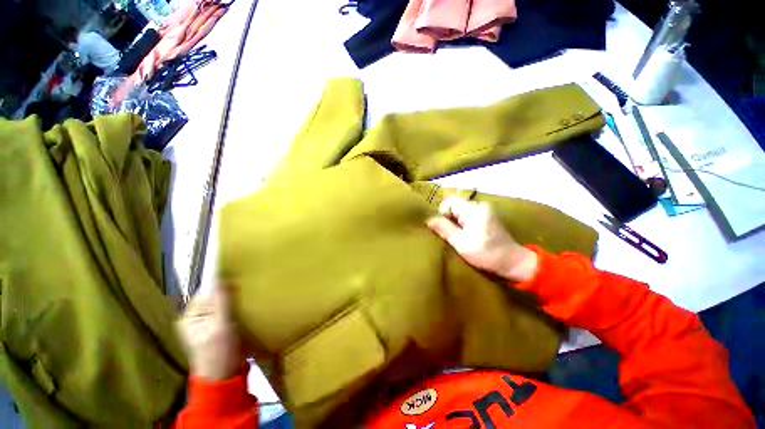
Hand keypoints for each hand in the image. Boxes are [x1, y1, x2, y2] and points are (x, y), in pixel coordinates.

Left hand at [178, 286, 241, 380]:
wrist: (224, 378)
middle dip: (229, 294)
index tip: (240, 281)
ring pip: (222, 305)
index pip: (206, 293)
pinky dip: (236, 309)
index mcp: (190, 317)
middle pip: (214, 298)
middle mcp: (196, 319)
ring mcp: (207, 325)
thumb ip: (221, 302)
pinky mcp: (218, 330)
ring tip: (249, 298)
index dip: (222, 286)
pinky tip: (247, 309)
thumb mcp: (221, 326)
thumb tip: (219, 276)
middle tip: (247, 290)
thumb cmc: (219, 352)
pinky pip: (227, 313)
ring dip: (234, 301)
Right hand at [426, 197, 538, 281]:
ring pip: (460, 211)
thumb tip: (429, 219)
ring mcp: (484, 211)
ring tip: (458, 237)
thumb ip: (444, 229)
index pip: (448, 203)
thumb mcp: (461, 244)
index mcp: (473, 210)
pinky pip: (467, 215)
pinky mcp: (487, 217)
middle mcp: (479, 206)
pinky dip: (463, 224)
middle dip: (448, 219)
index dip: (442, 215)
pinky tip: (466, 235)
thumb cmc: (486, 254)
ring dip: (455, 223)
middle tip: (451, 235)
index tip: (445, 230)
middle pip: (454, 206)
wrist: (514, 263)